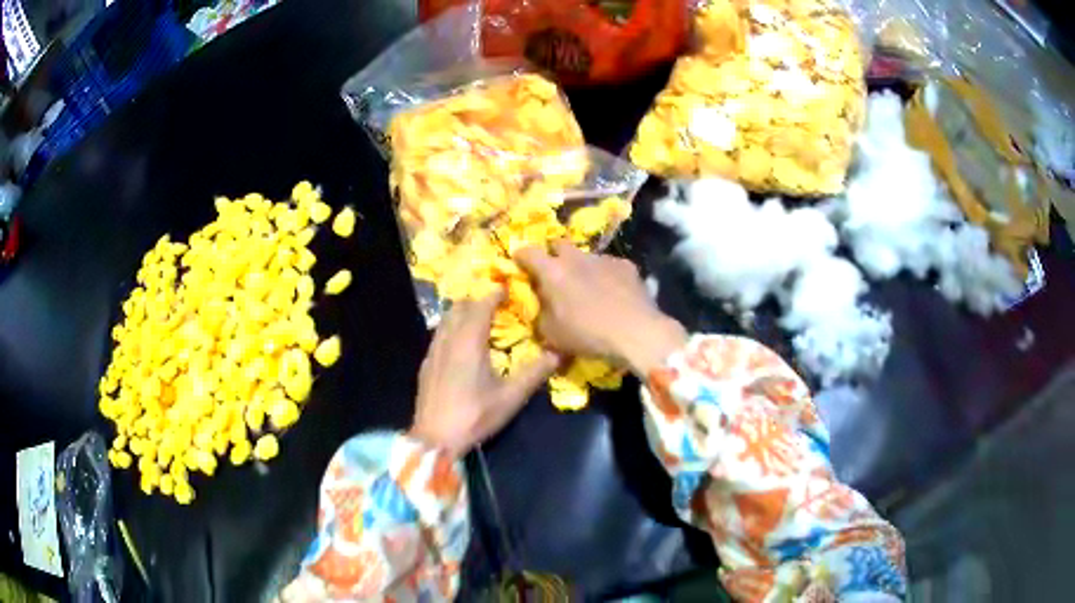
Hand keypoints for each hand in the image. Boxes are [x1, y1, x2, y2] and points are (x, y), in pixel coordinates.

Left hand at [409, 291, 559, 456]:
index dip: (494, 294)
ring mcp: (433, 351)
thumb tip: (558, 353)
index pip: (481, 306)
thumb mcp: (510, 397)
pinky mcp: (426, 364)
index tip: (506, 288)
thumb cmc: (475, 415)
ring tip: (478, 320)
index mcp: (469, 341)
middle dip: (477, 300)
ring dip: (462, 313)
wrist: (436, 438)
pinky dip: (451, 328)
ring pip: (446, 320)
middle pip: (460, 307)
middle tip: (495, 304)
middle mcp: (448, 339)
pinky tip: (460, 344)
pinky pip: (439, 334)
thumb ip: (534, 373)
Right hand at [516, 242, 686, 375]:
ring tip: (589, 288)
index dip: (521, 256)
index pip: (528, 252)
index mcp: (553, 272)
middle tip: (556, 274)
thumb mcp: (551, 334)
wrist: (636, 333)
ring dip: (583, 267)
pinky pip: (610, 266)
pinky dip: (607, 276)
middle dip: (554, 255)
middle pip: (559, 244)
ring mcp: (604, 259)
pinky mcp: (627, 265)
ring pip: (586, 256)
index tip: (520, 263)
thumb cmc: (587, 335)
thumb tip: (542, 306)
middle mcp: (576, 258)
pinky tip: (614, 294)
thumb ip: (542, 314)